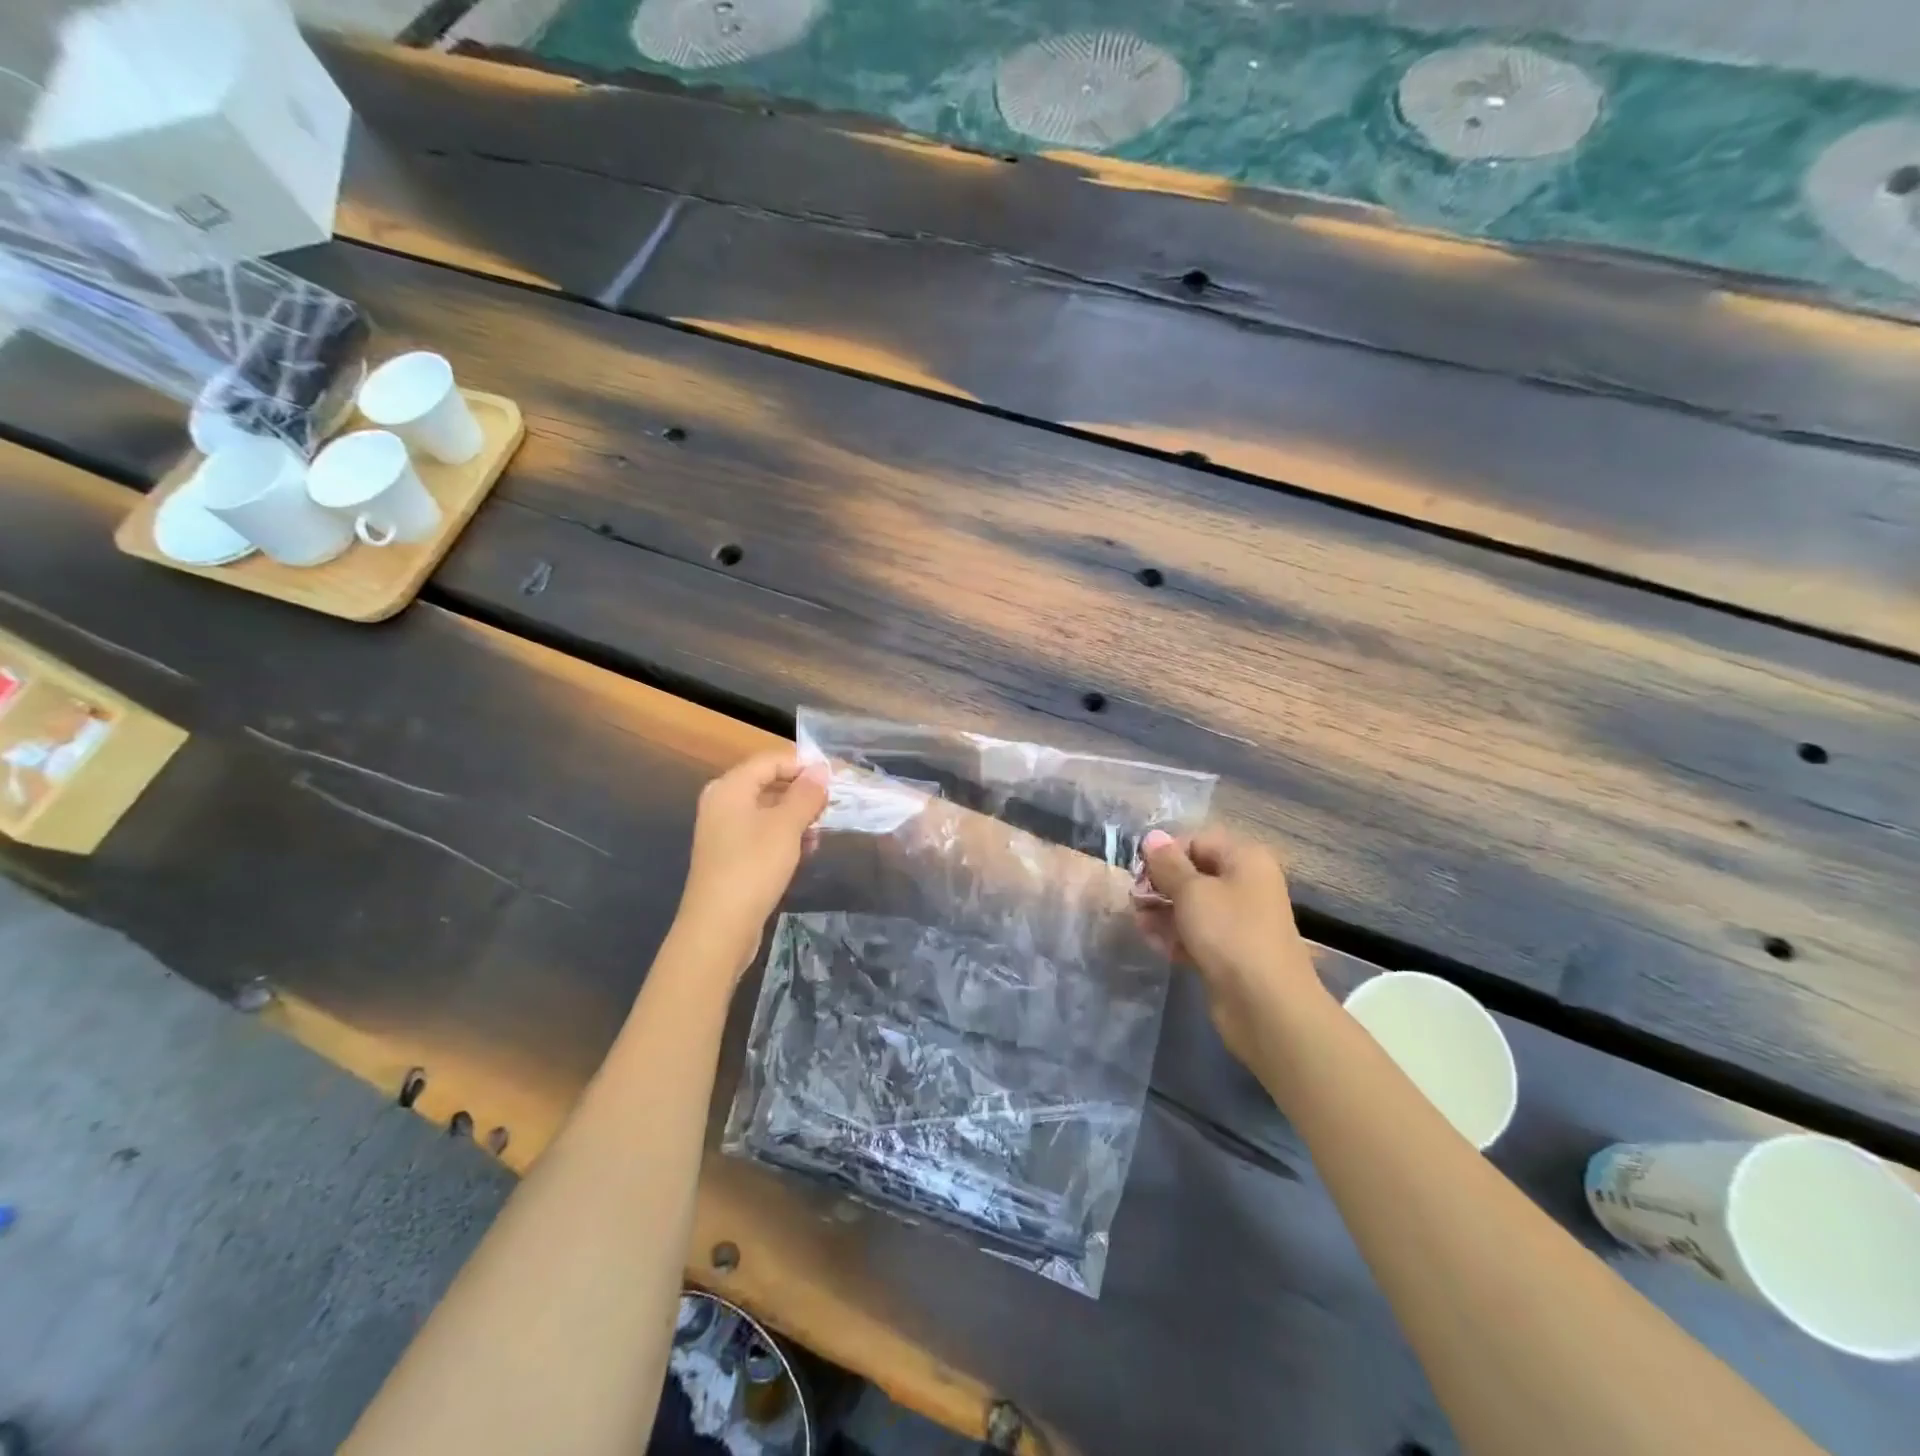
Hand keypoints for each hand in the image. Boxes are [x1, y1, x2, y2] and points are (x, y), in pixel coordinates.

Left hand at [674, 749, 829, 977]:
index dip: (803, 764)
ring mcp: (723, 831)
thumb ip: (805, 794)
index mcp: (729, 788)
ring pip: (767, 810)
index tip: (835, 777)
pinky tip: (806, 850)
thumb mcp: (786, 826)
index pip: (770, 760)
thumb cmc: (753, 867)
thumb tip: (820, 769)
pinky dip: (784, 836)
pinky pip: (761, 833)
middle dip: (801, 791)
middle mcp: (722, 803)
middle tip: (832, 803)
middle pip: (768, 783)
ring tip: (822, 828)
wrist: (719, 927)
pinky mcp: (730, 856)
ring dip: (796, 816)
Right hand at [1135, 827, 1329, 1065]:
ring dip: (1162, 911)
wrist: (1266, 1004)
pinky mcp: (1230, 952)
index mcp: (1245, 860)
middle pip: (1193, 874)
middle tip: (1135, 900)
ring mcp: (1239, 921)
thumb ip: (1167, 864)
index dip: (1165, 853)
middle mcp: (1245, 885)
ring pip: (1192, 906)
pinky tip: (1153, 943)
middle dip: (1160, 885)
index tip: (1138, 871)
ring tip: (1139, 923)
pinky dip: (1175, 936)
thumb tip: (1152, 836)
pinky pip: (1197, 934)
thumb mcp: (1192, 891)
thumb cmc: (1229, 933)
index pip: (1197, 841)